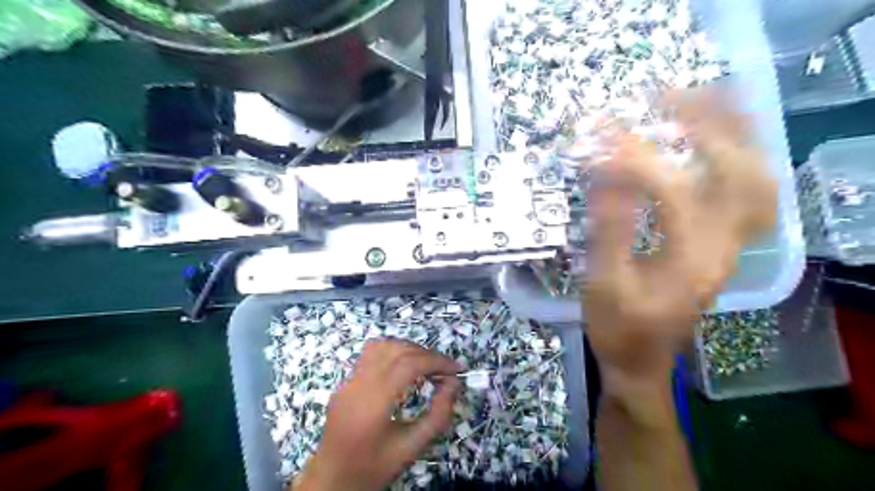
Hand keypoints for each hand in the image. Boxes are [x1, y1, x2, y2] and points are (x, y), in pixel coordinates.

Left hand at [293, 338, 459, 490]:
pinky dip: (392, 353)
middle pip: (396, 351)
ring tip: (425, 365)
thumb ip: (437, 416)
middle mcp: (357, 385)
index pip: (408, 365)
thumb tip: (454, 384)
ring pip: (381, 346)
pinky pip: (369, 355)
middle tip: (445, 370)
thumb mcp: (411, 448)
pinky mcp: (344, 382)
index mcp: (372, 404)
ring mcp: (347, 381)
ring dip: (408, 349)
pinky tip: (403, 368)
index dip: (436, 361)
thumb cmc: (373, 469)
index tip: (456, 369)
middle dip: (426, 354)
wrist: (331, 481)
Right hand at [583, 86, 774, 387]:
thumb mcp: (603, 284)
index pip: (673, 191)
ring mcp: (730, 245)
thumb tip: (605, 171)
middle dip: (706, 124)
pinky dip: (737, 156)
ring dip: (733, 132)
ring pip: (755, 177)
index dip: (636, 157)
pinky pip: (747, 192)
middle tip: (665, 96)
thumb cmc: (617, 328)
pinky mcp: (722, 245)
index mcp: (691, 260)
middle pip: (741, 172)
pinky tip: (713, 139)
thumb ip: (608, 227)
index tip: (602, 131)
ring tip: (699, 101)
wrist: (641, 362)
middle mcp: (724, 247)